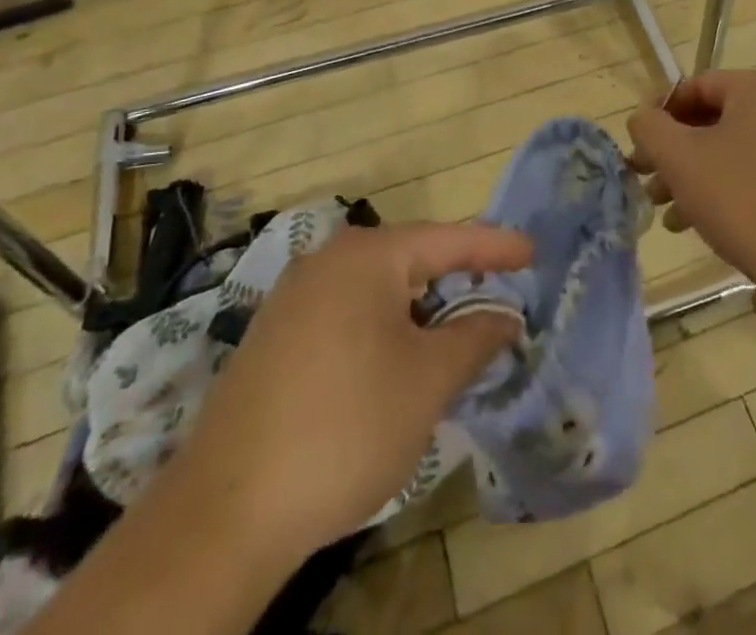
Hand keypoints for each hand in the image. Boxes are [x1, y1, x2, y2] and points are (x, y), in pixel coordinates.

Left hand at [177, 220, 531, 549]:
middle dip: (455, 282)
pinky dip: (382, 330)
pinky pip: (346, 315)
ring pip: (377, 291)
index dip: (495, 246)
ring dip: (419, 312)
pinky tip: (394, 368)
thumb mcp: (428, 381)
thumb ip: (475, 337)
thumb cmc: (346, 428)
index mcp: (367, 256)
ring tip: (452, 340)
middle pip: (410, 260)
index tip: (532, 251)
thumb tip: (505, 317)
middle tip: (497, 300)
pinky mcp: (273, 338)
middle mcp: (327, 261)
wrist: (223, 515)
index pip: (448, 239)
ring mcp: (293, 299)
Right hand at [627, 70, 755, 294]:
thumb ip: (650, 128)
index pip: (696, 86)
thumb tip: (643, 119)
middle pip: (713, 121)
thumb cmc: (741, 197)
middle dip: (674, 151)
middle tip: (646, 180)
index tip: (638, 145)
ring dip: (694, 176)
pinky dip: (724, 190)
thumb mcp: (680, 157)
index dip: (660, 113)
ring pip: (733, 151)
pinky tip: (698, 224)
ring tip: (666, 212)